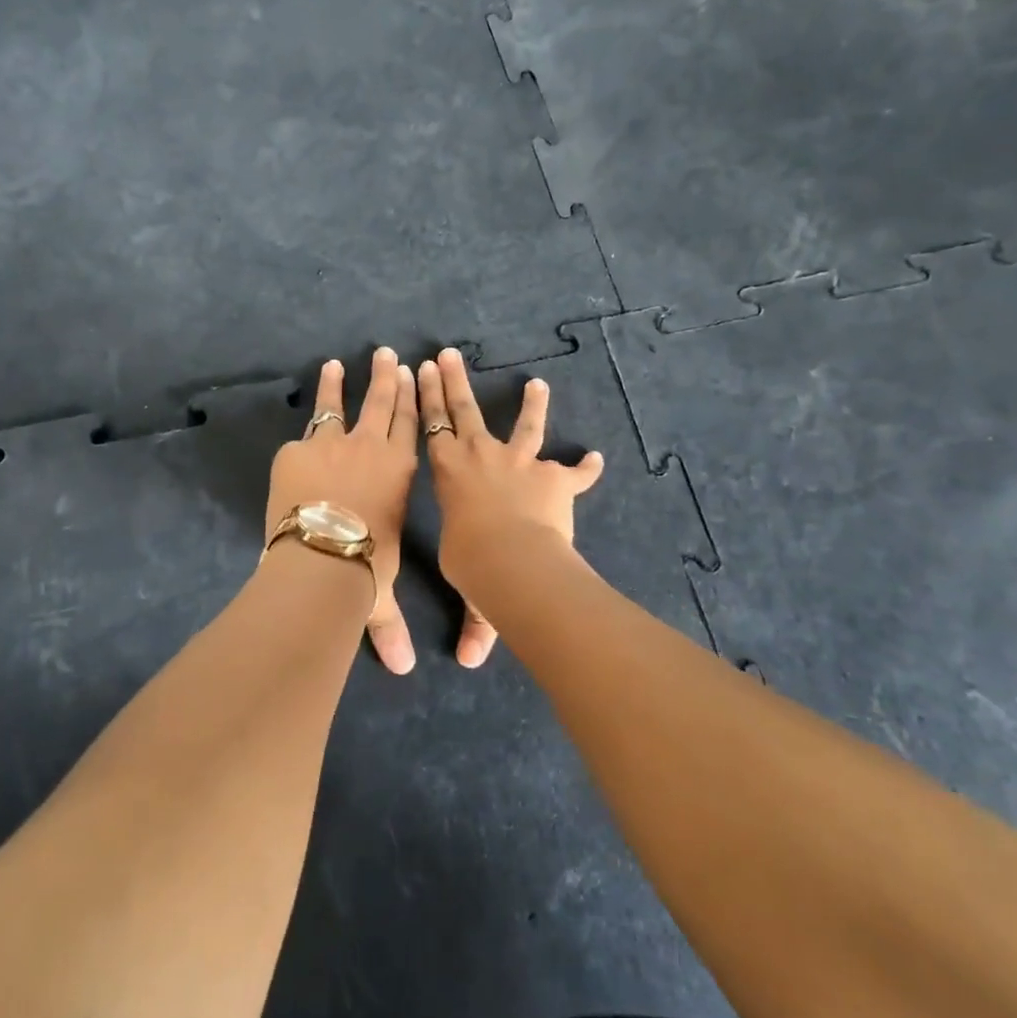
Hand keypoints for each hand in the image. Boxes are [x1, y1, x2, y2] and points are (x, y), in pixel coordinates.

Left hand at [266, 348, 419, 673]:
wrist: (322, 555)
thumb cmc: (365, 569)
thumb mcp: (379, 595)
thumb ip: (388, 627)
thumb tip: (400, 669)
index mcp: (399, 471)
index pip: (410, 425)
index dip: (412, 397)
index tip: (413, 373)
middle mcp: (371, 448)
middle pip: (381, 403)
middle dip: (386, 376)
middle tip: (387, 353)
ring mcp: (332, 444)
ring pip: (338, 405)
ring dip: (338, 383)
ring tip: (336, 363)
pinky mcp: (296, 450)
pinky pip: (302, 435)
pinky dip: (305, 424)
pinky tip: (302, 418)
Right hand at [417, 346, 604, 666]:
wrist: (513, 558)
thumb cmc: (473, 563)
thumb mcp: (469, 587)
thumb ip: (476, 622)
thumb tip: (471, 664)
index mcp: (448, 471)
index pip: (430, 425)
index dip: (425, 397)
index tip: (420, 371)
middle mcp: (480, 456)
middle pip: (463, 409)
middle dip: (453, 380)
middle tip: (446, 353)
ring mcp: (520, 462)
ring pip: (524, 425)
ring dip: (531, 404)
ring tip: (538, 383)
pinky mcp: (555, 478)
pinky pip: (574, 471)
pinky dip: (586, 467)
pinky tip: (596, 458)